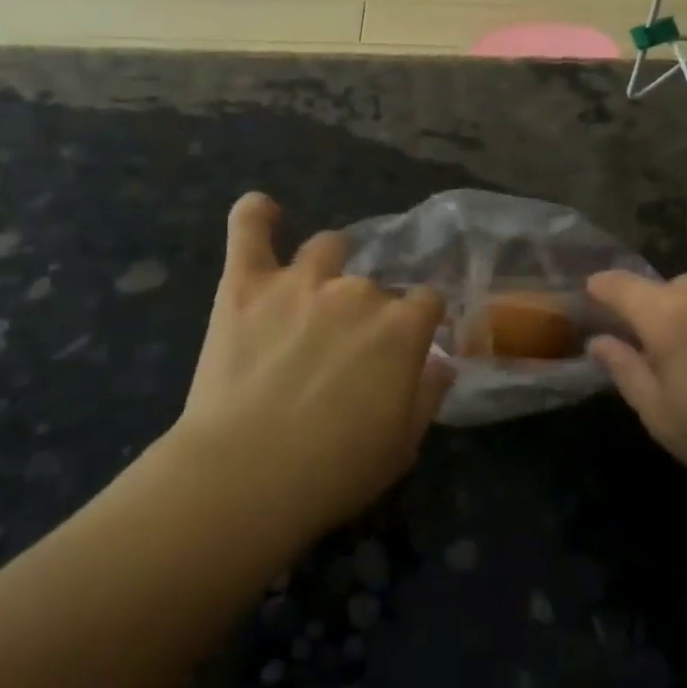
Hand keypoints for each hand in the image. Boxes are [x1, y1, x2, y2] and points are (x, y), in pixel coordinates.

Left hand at [174, 193, 452, 539]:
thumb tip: (441, 363)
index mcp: (402, 326)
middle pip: (374, 285)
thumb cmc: (334, 471)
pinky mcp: (245, 283)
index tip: (408, 348)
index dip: (420, 323)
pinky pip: (250, 228)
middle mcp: (357, 291)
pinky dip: (257, 214)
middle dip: (368, 312)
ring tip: (314, 291)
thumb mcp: (402, 445)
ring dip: (327, 265)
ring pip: (326, 248)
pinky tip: (263, 210)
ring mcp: (299, 281)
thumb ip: (428, 395)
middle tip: (347, 351)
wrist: (245, 476)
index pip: (428, 301)